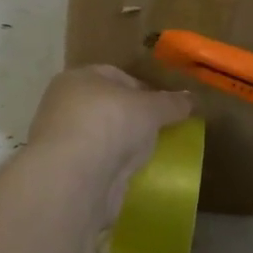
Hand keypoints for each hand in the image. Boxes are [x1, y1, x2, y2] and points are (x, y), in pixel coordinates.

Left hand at [27, 66, 192, 217]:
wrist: (76, 176)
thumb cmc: (111, 123)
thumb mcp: (151, 107)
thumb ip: (172, 102)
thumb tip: (190, 98)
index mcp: (78, 78)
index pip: (116, 76)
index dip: (144, 89)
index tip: (166, 107)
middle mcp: (64, 104)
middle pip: (107, 106)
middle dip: (133, 117)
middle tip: (160, 130)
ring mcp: (62, 139)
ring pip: (102, 135)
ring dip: (122, 143)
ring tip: (149, 153)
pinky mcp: (65, 171)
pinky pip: (97, 161)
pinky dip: (113, 165)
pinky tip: (131, 173)